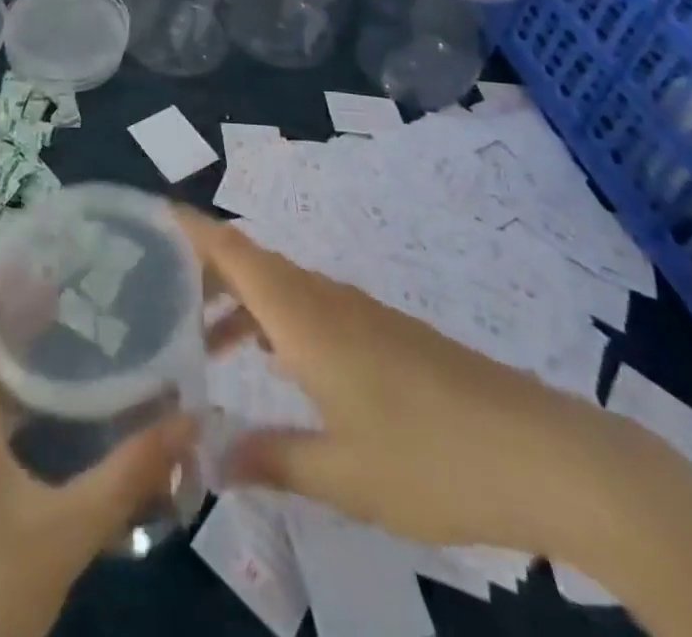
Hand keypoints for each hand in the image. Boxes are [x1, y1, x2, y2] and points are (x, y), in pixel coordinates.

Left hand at [0, 290, 194, 636]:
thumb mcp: (66, 530)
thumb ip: (128, 474)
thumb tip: (191, 419)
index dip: (1, 274)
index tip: (54, 256)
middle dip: (24, 303)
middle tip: (84, 286)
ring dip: (24, 345)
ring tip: (83, 326)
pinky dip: (22, 389)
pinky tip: (66, 403)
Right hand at [182, 205, 617, 554]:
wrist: (543, 453)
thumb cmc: (432, 458)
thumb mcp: (343, 474)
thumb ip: (271, 458)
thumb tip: (208, 458)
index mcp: (304, 315)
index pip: (233, 250)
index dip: (188, 228)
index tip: (148, 216)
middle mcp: (324, 298)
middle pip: (249, 261)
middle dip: (200, 270)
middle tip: (153, 296)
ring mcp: (357, 312)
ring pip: (278, 286)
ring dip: (236, 302)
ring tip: (200, 344)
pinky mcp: (382, 332)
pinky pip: (308, 307)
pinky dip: (272, 320)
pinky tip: (271, 365)